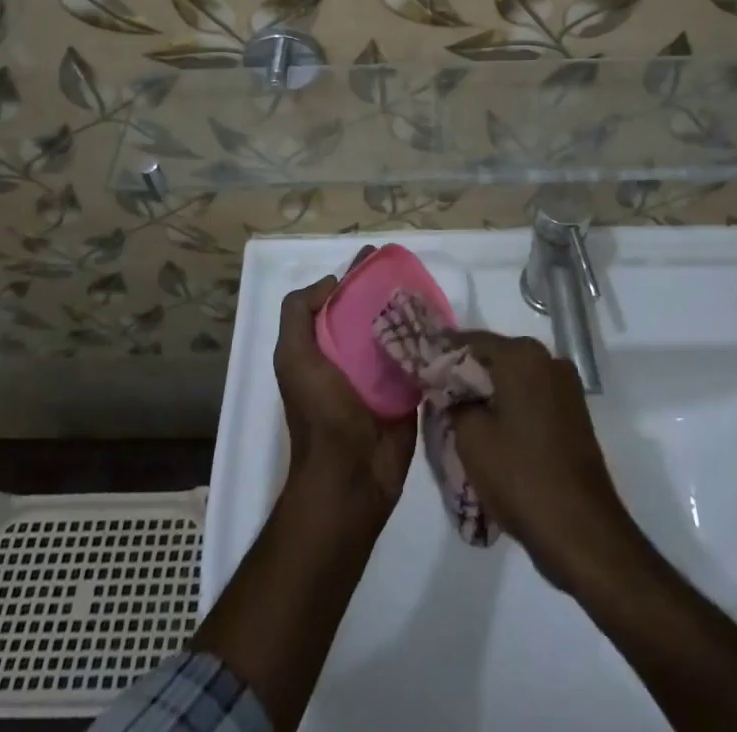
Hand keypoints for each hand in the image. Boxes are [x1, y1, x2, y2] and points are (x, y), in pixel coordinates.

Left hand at [275, 248, 416, 524]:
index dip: (355, 277)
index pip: (339, 300)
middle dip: (389, 290)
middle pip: (372, 312)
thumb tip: (333, 282)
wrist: (352, 478)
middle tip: (413, 271)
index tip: (378, 258)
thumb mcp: (293, 358)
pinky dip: (428, 341)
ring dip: (412, 313)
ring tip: (432, 291)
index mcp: (323, 346)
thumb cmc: (320, 414)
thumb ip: (299, 315)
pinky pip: (419, 358)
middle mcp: (351, 355)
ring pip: (398, 332)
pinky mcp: (408, 392)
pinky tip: (444, 322)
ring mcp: (382, 374)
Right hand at [447, 331, 634, 588]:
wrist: (582, 532)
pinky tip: (490, 431)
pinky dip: (509, 407)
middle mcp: (548, 359)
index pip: (470, 340)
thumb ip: (453, 400)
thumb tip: (449, 388)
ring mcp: (565, 386)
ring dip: (488, 392)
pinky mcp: (573, 413)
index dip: (441, 354)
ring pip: (513, 378)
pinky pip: (531, 397)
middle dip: (465, 375)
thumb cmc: (520, 476)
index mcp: (523, 355)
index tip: (419, 369)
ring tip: (459, 417)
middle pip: (494, 357)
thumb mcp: (470, 437)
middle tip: (435, 396)